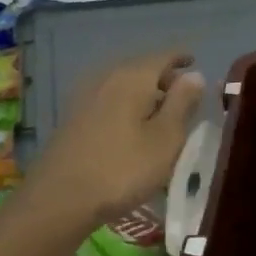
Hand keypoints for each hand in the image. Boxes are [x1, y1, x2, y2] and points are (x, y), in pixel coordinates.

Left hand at [24, 50, 205, 226]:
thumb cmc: (123, 169)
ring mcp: (86, 97)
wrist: (59, 199)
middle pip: (141, 68)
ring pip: (124, 85)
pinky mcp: (73, 118)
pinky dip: (127, 106)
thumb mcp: (166, 138)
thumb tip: (195, 75)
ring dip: (144, 94)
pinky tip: (132, 128)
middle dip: (164, 78)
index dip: (181, 58)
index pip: (163, 56)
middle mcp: (107, 77)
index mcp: (133, 77)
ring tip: (161, 115)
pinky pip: (109, 100)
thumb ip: (182, 103)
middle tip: (184, 96)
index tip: (195, 63)